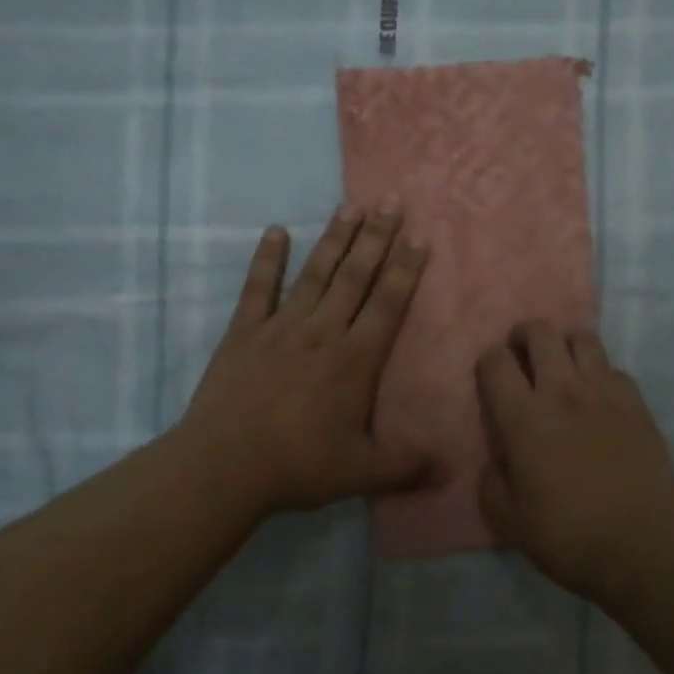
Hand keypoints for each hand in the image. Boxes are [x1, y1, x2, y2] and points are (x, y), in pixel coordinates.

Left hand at [178, 201, 434, 519]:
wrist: (224, 466)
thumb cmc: (298, 466)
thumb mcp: (361, 472)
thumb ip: (407, 466)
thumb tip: (449, 469)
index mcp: (355, 360)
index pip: (388, 304)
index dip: (406, 269)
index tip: (419, 237)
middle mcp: (323, 332)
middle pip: (355, 277)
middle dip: (376, 238)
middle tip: (391, 201)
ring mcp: (281, 328)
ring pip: (315, 274)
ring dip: (335, 239)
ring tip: (350, 206)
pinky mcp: (244, 333)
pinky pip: (258, 289)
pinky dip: (267, 260)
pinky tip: (276, 232)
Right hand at [476, 322, 673, 600]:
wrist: (642, 547)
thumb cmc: (568, 536)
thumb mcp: (508, 520)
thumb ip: (491, 482)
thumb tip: (495, 461)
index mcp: (523, 418)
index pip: (495, 361)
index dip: (488, 363)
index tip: (491, 381)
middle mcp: (562, 392)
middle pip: (540, 332)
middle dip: (524, 337)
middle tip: (523, 361)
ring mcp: (605, 393)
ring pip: (582, 338)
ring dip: (564, 345)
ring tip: (562, 370)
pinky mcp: (637, 404)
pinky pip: (614, 368)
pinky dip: (599, 374)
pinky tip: (598, 399)